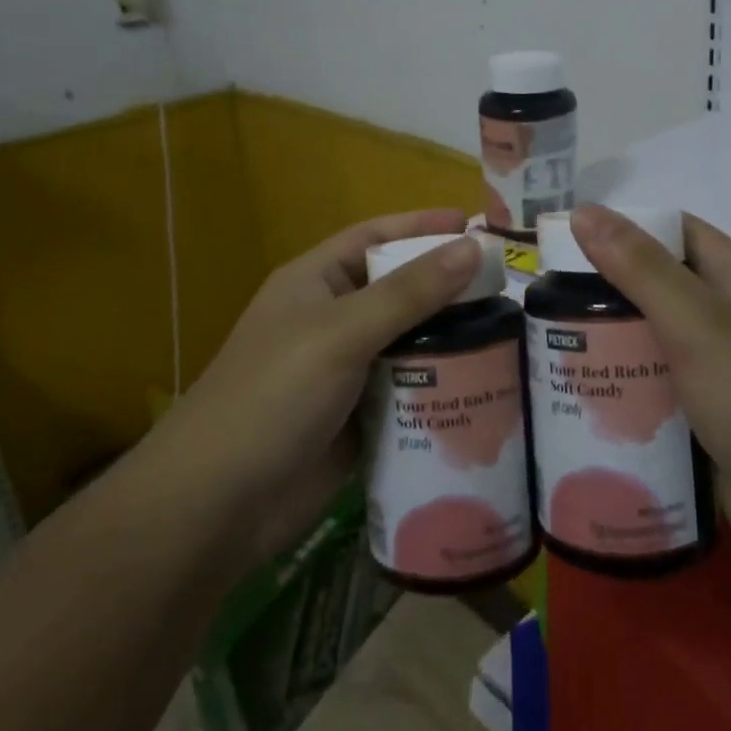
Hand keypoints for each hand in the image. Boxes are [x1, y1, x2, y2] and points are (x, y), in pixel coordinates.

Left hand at [152, 209, 483, 565]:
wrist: (218, 505)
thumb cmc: (273, 397)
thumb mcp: (342, 332)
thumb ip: (409, 291)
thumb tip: (472, 246)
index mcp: (315, 283)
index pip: (374, 237)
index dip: (421, 226)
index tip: (474, 225)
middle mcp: (331, 320)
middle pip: (399, 291)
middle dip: (448, 286)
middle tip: (509, 286)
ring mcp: (345, 372)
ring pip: (409, 342)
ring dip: (452, 339)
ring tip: (512, 334)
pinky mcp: (359, 419)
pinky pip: (409, 390)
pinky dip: (442, 386)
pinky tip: (487, 386)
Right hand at [569, 205, 730, 567]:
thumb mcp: (698, 322)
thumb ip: (640, 268)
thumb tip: (584, 211)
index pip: (672, 231)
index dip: (622, 228)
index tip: (565, 242)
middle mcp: (726, 317)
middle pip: (655, 288)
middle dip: (603, 292)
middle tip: (543, 304)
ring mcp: (717, 369)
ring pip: (649, 341)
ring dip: (607, 344)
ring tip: (547, 349)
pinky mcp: (705, 416)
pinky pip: (654, 389)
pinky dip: (622, 388)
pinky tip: (581, 397)